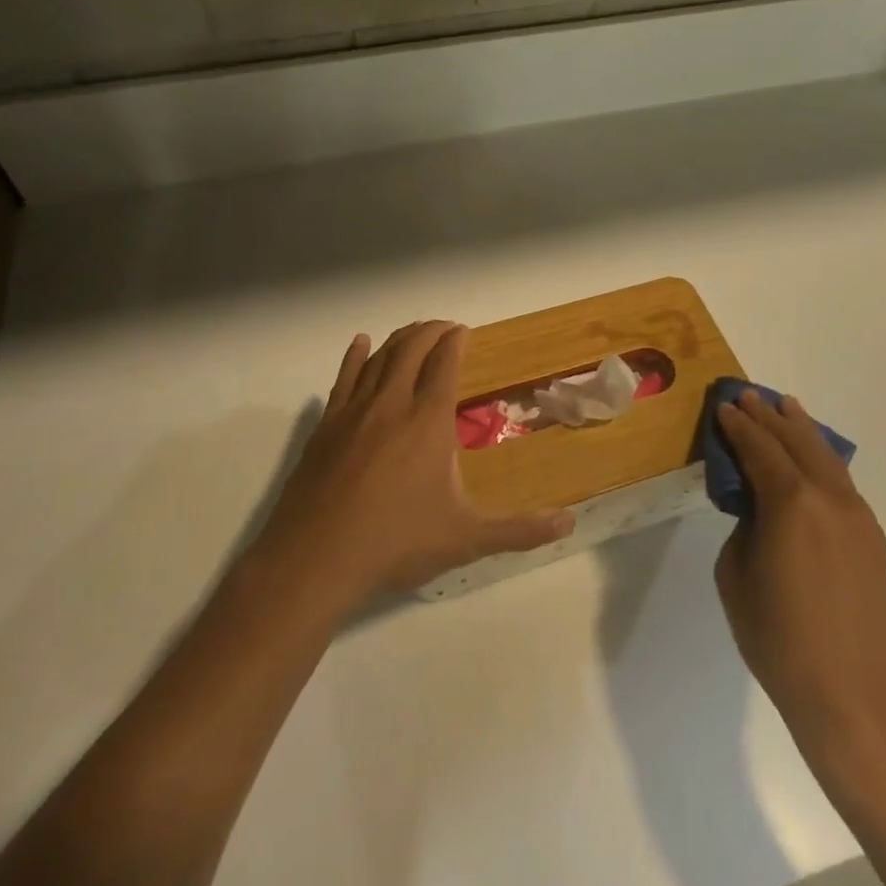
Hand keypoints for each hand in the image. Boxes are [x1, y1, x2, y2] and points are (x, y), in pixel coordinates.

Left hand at [253, 322, 573, 611]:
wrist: (316, 558)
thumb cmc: (396, 542)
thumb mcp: (466, 539)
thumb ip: (519, 530)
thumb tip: (569, 524)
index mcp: (428, 421)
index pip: (444, 364)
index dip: (455, 341)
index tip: (464, 330)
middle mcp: (392, 404)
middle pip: (411, 349)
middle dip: (430, 331)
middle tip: (445, 327)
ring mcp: (354, 412)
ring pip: (379, 358)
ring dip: (399, 339)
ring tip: (413, 332)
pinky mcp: (326, 426)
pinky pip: (343, 377)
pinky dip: (356, 356)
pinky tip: (360, 344)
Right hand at [714, 391, 885, 755]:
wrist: (852, 694)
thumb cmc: (778, 638)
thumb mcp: (736, 575)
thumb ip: (744, 527)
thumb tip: (758, 509)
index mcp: (791, 503)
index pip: (760, 449)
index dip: (739, 426)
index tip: (724, 407)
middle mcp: (829, 498)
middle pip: (797, 443)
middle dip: (770, 417)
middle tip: (749, 395)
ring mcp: (857, 517)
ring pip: (826, 457)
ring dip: (803, 431)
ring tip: (787, 408)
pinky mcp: (872, 538)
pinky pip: (841, 483)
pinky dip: (822, 460)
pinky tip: (813, 458)